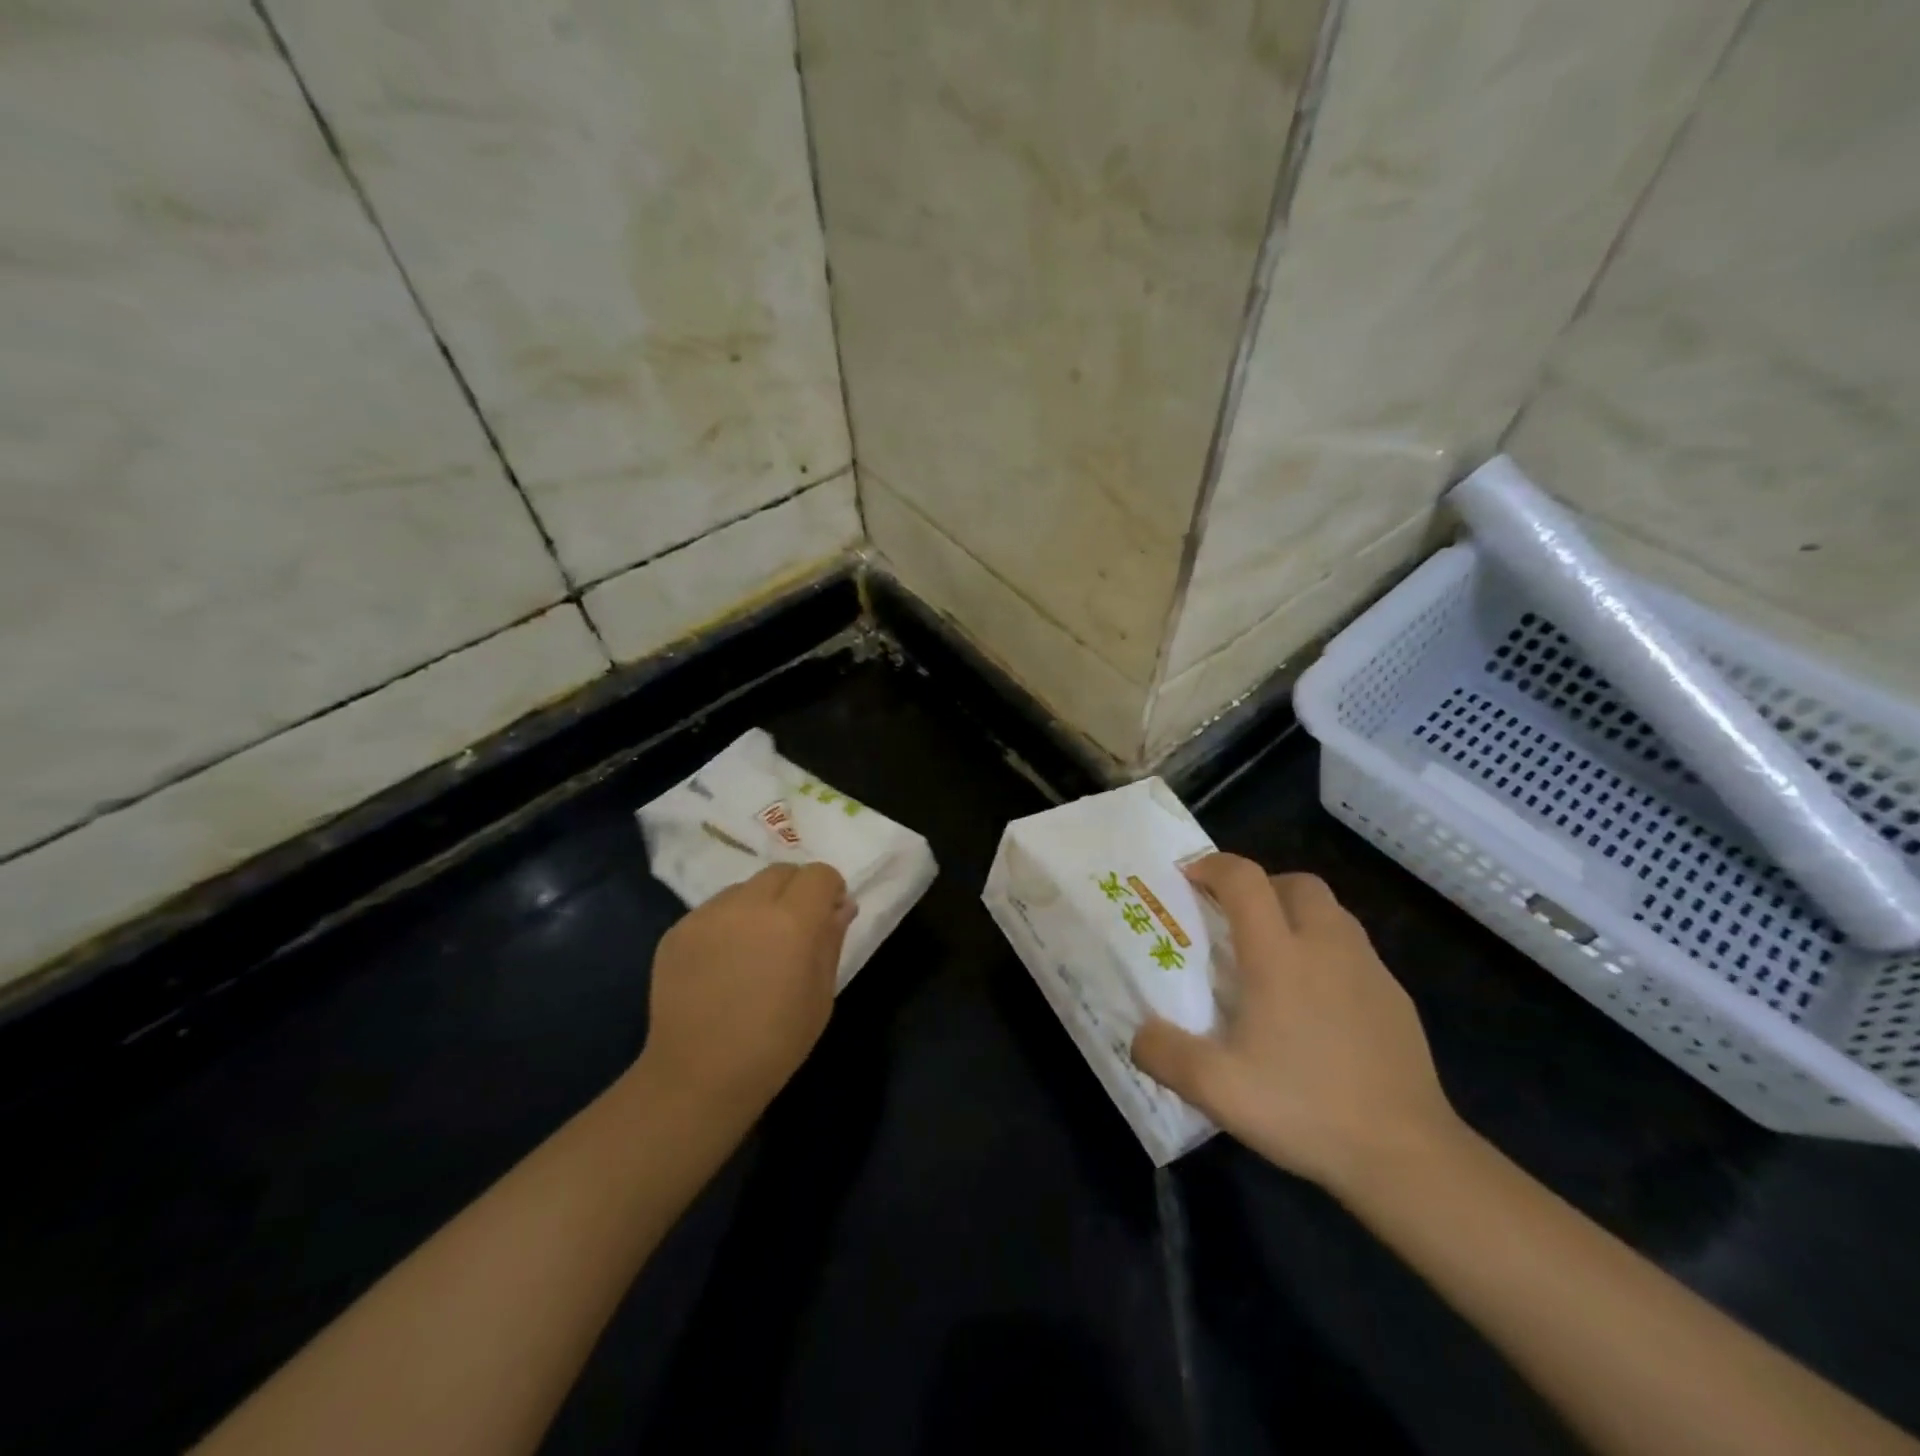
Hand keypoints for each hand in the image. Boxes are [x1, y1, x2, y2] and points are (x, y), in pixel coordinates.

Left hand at [634, 862, 854, 1122]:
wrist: (697, 1078)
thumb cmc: (774, 1043)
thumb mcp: (821, 996)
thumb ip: (831, 940)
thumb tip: (841, 907)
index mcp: (792, 921)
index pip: (819, 874)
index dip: (830, 891)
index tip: (829, 917)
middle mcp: (748, 906)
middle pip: (781, 872)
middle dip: (796, 891)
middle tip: (794, 931)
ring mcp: (707, 915)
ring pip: (745, 889)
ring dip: (759, 906)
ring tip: (754, 949)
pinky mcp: (677, 931)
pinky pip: (714, 911)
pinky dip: (727, 924)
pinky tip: (723, 964)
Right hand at [1130, 854, 1458, 1193]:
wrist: (1407, 1156)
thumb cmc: (1305, 1108)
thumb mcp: (1216, 1089)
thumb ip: (1164, 1054)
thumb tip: (1138, 1034)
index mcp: (1279, 955)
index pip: (1245, 880)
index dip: (1213, 866)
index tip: (1189, 878)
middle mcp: (1326, 946)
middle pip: (1296, 882)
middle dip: (1261, 885)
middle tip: (1235, 918)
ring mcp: (1369, 970)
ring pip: (1331, 911)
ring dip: (1297, 913)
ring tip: (1275, 954)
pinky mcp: (1396, 998)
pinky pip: (1355, 949)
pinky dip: (1328, 950)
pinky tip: (1317, 1001)